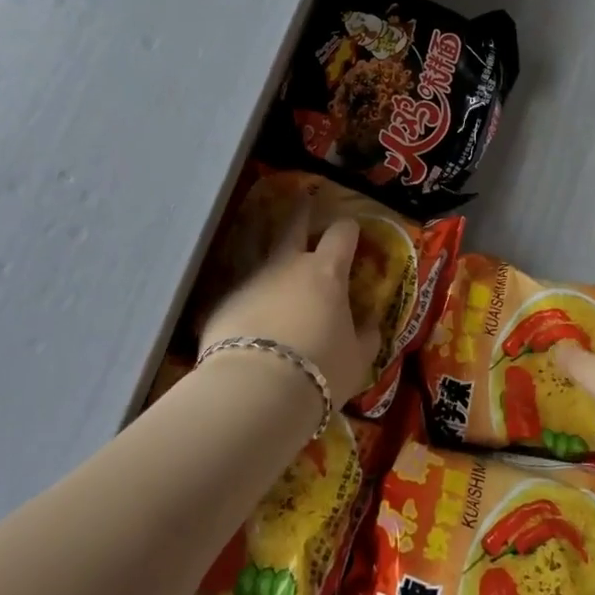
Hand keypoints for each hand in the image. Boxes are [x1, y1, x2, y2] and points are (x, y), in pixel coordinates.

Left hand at [199, 212, 380, 405]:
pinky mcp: (222, 304)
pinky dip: (250, 304)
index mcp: (326, 272)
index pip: (341, 232)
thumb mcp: (357, 359)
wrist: (254, 392)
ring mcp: (251, 281)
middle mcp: (287, 266)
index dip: (348, 229)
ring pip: (264, 260)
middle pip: (294, 225)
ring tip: (277, 282)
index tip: (351, 232)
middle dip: (301, 213)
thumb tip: (371, 324)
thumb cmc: (319, 370)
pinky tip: (250, 325)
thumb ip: (366, 336)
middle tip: (304, 202)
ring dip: (274, 265)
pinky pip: (242, 296)